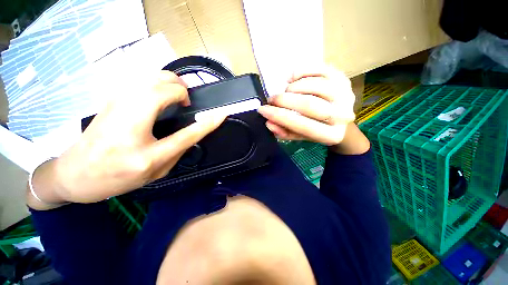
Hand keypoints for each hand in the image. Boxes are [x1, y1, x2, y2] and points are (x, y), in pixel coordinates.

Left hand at [28, 71, 224, 207]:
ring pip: (152, 76)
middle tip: (187, 102)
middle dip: (183, 89)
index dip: (208, 122)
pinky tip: (160, 95)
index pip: (187, 133)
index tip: (222, 114)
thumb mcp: (155, 172)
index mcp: (145, 154)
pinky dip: (158, 82)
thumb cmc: (116, 178)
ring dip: (172, 82)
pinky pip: (143, 79)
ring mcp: (117, 104)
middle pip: (164, 88)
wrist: (75, 173)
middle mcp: (130, 123)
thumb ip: (177, 151)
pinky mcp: (111, 97)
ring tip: (177, 97)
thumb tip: (193, 131)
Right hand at [257, 65, 355, 145]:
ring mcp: (345, 94)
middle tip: (271, 100)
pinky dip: (301, 72)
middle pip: (309, 105)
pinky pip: (319, 69)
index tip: (263, 110)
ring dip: (292, 88)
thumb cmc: (316, 128)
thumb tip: (269, 123)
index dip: (279, 117)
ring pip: (314, 86)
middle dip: (284, 101)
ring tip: (284, 92)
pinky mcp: (342, 78)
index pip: (302, 125)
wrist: (338, 118)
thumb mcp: (300, 135)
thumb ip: (284, 132)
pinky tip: (292, 79)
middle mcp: (342, 115)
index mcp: (331, 135)